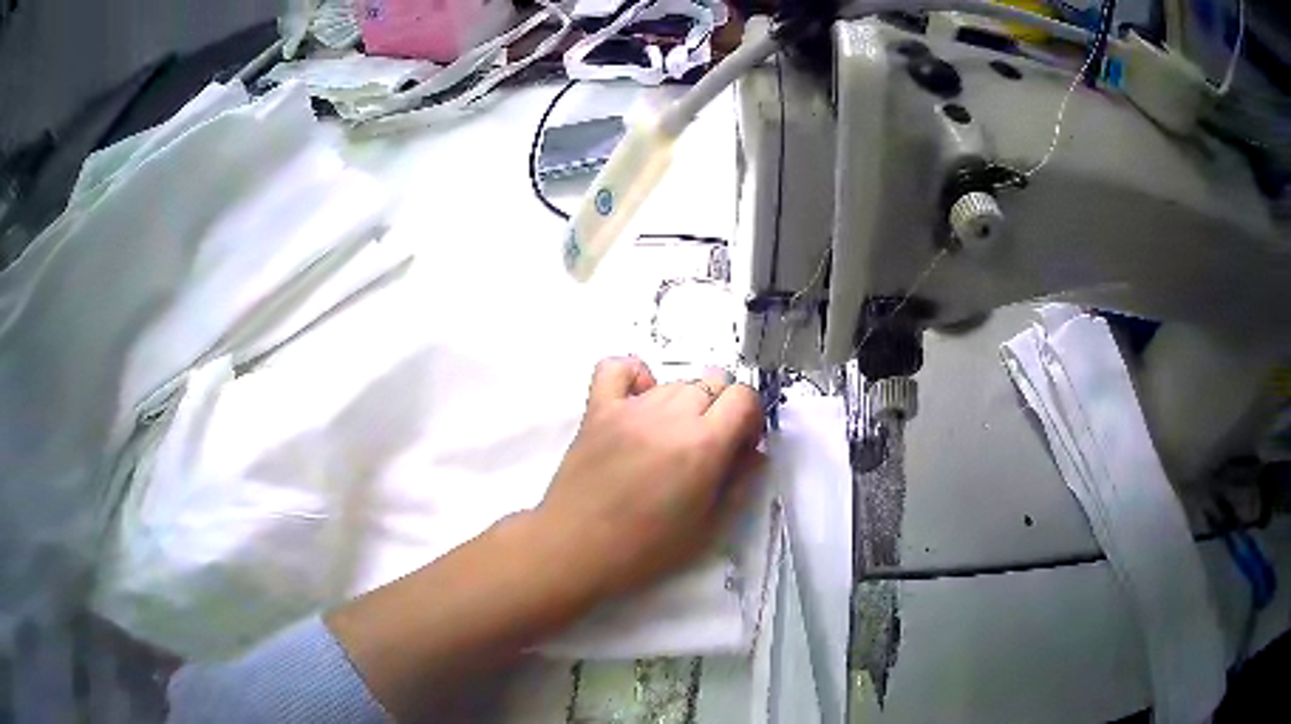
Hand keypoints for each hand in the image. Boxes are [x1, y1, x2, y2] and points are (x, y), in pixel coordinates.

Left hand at [534, 357, 764, 600]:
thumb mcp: (709, 527)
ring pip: (674, 381)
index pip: (744, 396)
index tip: (740, 445)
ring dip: (684, 402)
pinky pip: (617, 368)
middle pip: (712, 382)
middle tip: (708, 446)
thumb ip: (740, 483)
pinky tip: (639, 401)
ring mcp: (630, 407)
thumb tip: (754, 452)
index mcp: (703, 445)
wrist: (576, 548)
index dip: (750, 417)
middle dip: (721, 409)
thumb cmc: (646, 549)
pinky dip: (635, 376)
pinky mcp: (597, 409)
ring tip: (670, 439)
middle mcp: (670, 415)